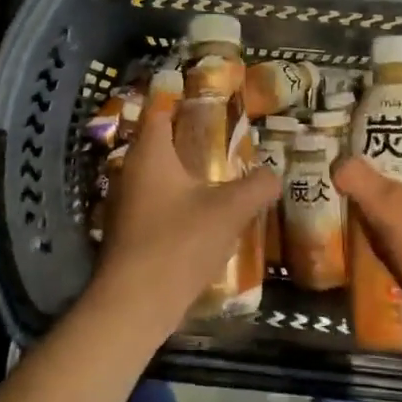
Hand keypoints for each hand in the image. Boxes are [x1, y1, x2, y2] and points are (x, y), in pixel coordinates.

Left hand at [94, 99, 279, 340]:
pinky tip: (202, 212)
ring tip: (220, 172)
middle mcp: (131, 170)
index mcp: (150, 153)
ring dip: (184, 171)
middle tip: (225, 135)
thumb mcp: (228, 211)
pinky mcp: (129, 230)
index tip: (210, 97)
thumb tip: (276, 174)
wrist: (134, 304)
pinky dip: (176, 198)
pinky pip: (155, 201)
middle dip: (189, 137)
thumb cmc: (178, 243)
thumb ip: (256, 187)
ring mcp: (126, 202)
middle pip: (159, 142)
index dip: (182, 99)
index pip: (160, 110)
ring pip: (158, 174)